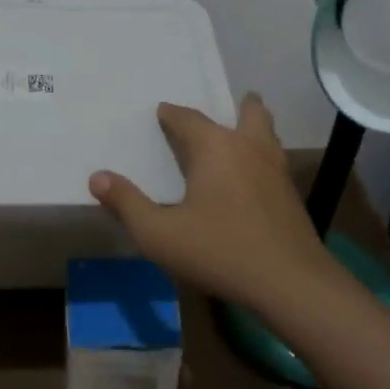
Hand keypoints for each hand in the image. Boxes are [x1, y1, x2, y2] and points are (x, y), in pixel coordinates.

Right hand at [88, 94, 337, 311]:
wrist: (291, 283)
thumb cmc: (220, 251)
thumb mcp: (159, 234)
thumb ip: (127, 204)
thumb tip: (97, 177)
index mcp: (216, 147)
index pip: (189, 118)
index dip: (172, 115)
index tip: (162, 113)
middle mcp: (249, 147)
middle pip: (249, 113)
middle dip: (238, 106)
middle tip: (230, 105)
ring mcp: (276, 170)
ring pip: (268, 135)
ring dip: (255, 128)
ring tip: (243, 134)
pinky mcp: (292, 195)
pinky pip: (275, 160)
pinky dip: (264, 156)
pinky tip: (254, 178)